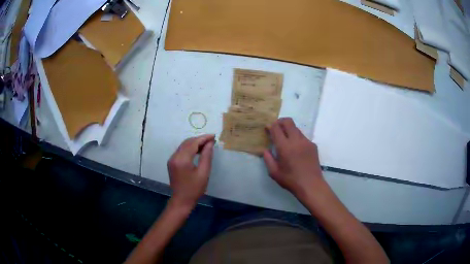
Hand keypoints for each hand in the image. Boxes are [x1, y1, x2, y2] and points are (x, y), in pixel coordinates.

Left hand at [167, 134, 214, 208]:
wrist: (181, 200)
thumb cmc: (194, 189)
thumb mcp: (204, 173)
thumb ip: (206, 156)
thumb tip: (210, 143)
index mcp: (182, 159)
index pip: (193, 143)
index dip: (203, 138)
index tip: (213, 136)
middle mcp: (174, 156)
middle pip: (187, 142)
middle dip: (199, 139)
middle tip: (211, 140)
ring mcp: (171, 159)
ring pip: (183, 145)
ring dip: (194, 143)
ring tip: (206, 145)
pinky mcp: (171, 162)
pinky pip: (181, 151)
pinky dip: (189, 148)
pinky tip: (197, 151)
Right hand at [264, 118, 324, 201]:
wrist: (311, 185)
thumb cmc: (291, 180)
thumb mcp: (274, 173)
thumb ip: (268, 159)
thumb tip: (265, 150)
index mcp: (284, 147)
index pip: (276, 128)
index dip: (271, 126)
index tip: (267, 128)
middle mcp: (296, 140)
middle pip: (288, 122)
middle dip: (280, 122)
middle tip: (276, 128)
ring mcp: (306, 142)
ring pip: (296, 128)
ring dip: (289, 130)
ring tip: (286, 140)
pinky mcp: (313, 145)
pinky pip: (303, 137)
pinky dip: (296, 138)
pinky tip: (296, 149)